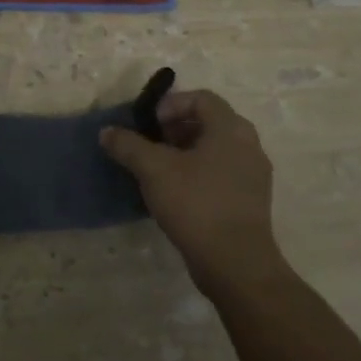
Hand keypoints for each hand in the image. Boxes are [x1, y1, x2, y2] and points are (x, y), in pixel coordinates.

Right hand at [100, 89, 288, 301]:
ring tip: (158, 170)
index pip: (201, 97)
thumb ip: (128, 145)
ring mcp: (254, 174)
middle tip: (150, 145)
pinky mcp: (250, 200)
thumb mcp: (153, 169)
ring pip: (215, 149)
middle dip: (175, 128)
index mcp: (231, 128)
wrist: (235, 263)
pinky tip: (176, 194)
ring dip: (185, 152)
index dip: (171, 105)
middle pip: (208, 122)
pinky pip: (222, 172)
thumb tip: (106, 132)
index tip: (149, 125)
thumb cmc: (196, 204)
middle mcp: (249, 145)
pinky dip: (198, 173)